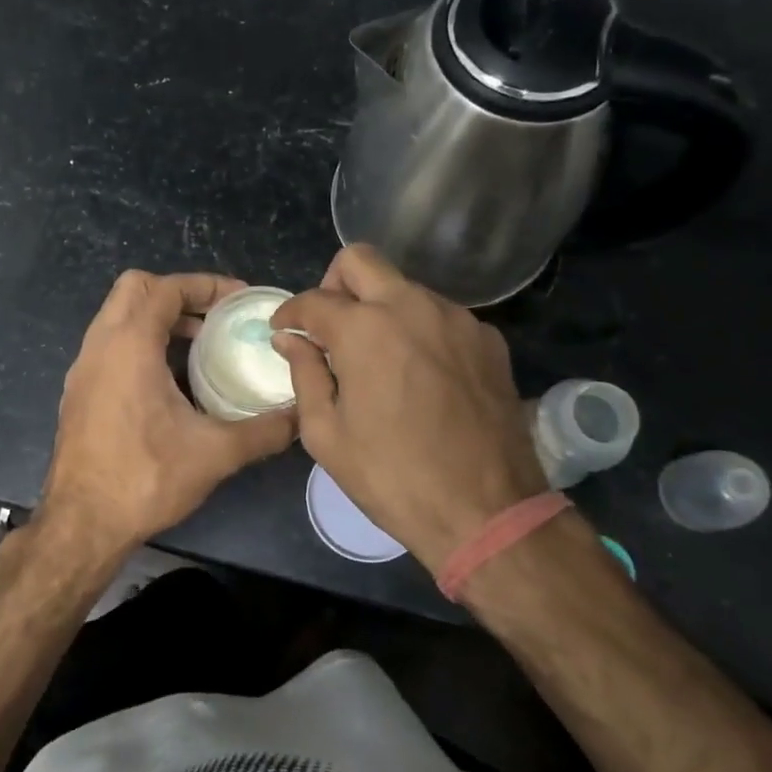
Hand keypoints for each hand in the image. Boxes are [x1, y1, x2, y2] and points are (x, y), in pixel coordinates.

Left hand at [39, 270, 296, 558]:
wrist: (81, 524)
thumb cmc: (144, 478)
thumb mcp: (215, 453)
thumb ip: (264, 430)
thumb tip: (300, 416)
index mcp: (128, 345)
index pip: (165, 288)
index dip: (206, 285)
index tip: (240, 300)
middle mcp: (99, 346)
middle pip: (134, 289)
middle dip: (178, 293)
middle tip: (215, 318)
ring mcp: (83, 369)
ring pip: (118, 318)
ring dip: (158, 320)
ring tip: (200, 346)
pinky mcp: (78, 392)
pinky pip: (110, 346)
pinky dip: (140, 344)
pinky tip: (170, 382)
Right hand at [271, 245, 547, 569]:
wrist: (486, 511)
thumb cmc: (392, 477)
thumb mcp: (327, 434)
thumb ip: (304, 374)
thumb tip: (289, 339)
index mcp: (365, 329)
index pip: (313, 300)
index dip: (289, 313)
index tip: (283, 330)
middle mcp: (412, 306)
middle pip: (360, 261)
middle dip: (333, 284)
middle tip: (328, 327)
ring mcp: (457, 318)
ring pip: (404, 286)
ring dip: (379, 307)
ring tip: (375, 357)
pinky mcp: (488, 339)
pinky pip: (439, 315)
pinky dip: (417, 330)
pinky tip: (418, 373)